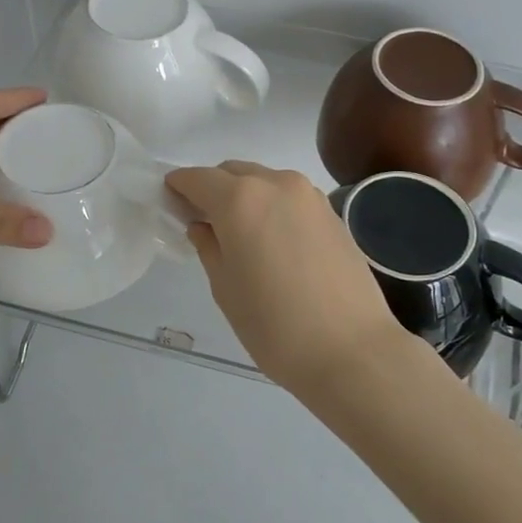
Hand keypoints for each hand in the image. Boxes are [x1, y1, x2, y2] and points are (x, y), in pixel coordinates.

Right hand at [165, 160, 410, 393]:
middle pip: (233, 172)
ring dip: (245, 195)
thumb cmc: (274, 325)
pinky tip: (273, 241)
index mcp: (241, 199)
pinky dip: (273, 207)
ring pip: (265, 181)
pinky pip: (290, 198)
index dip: (179, 186)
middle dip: (213, 188)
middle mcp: (277, 184)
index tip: (169, 201)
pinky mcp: (333, 213)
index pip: (199, 178)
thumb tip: (203, 226)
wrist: (351, 350)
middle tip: (202, 221)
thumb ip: (209, 246)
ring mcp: (310, 196)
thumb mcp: (225, 288)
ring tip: (240, 234)